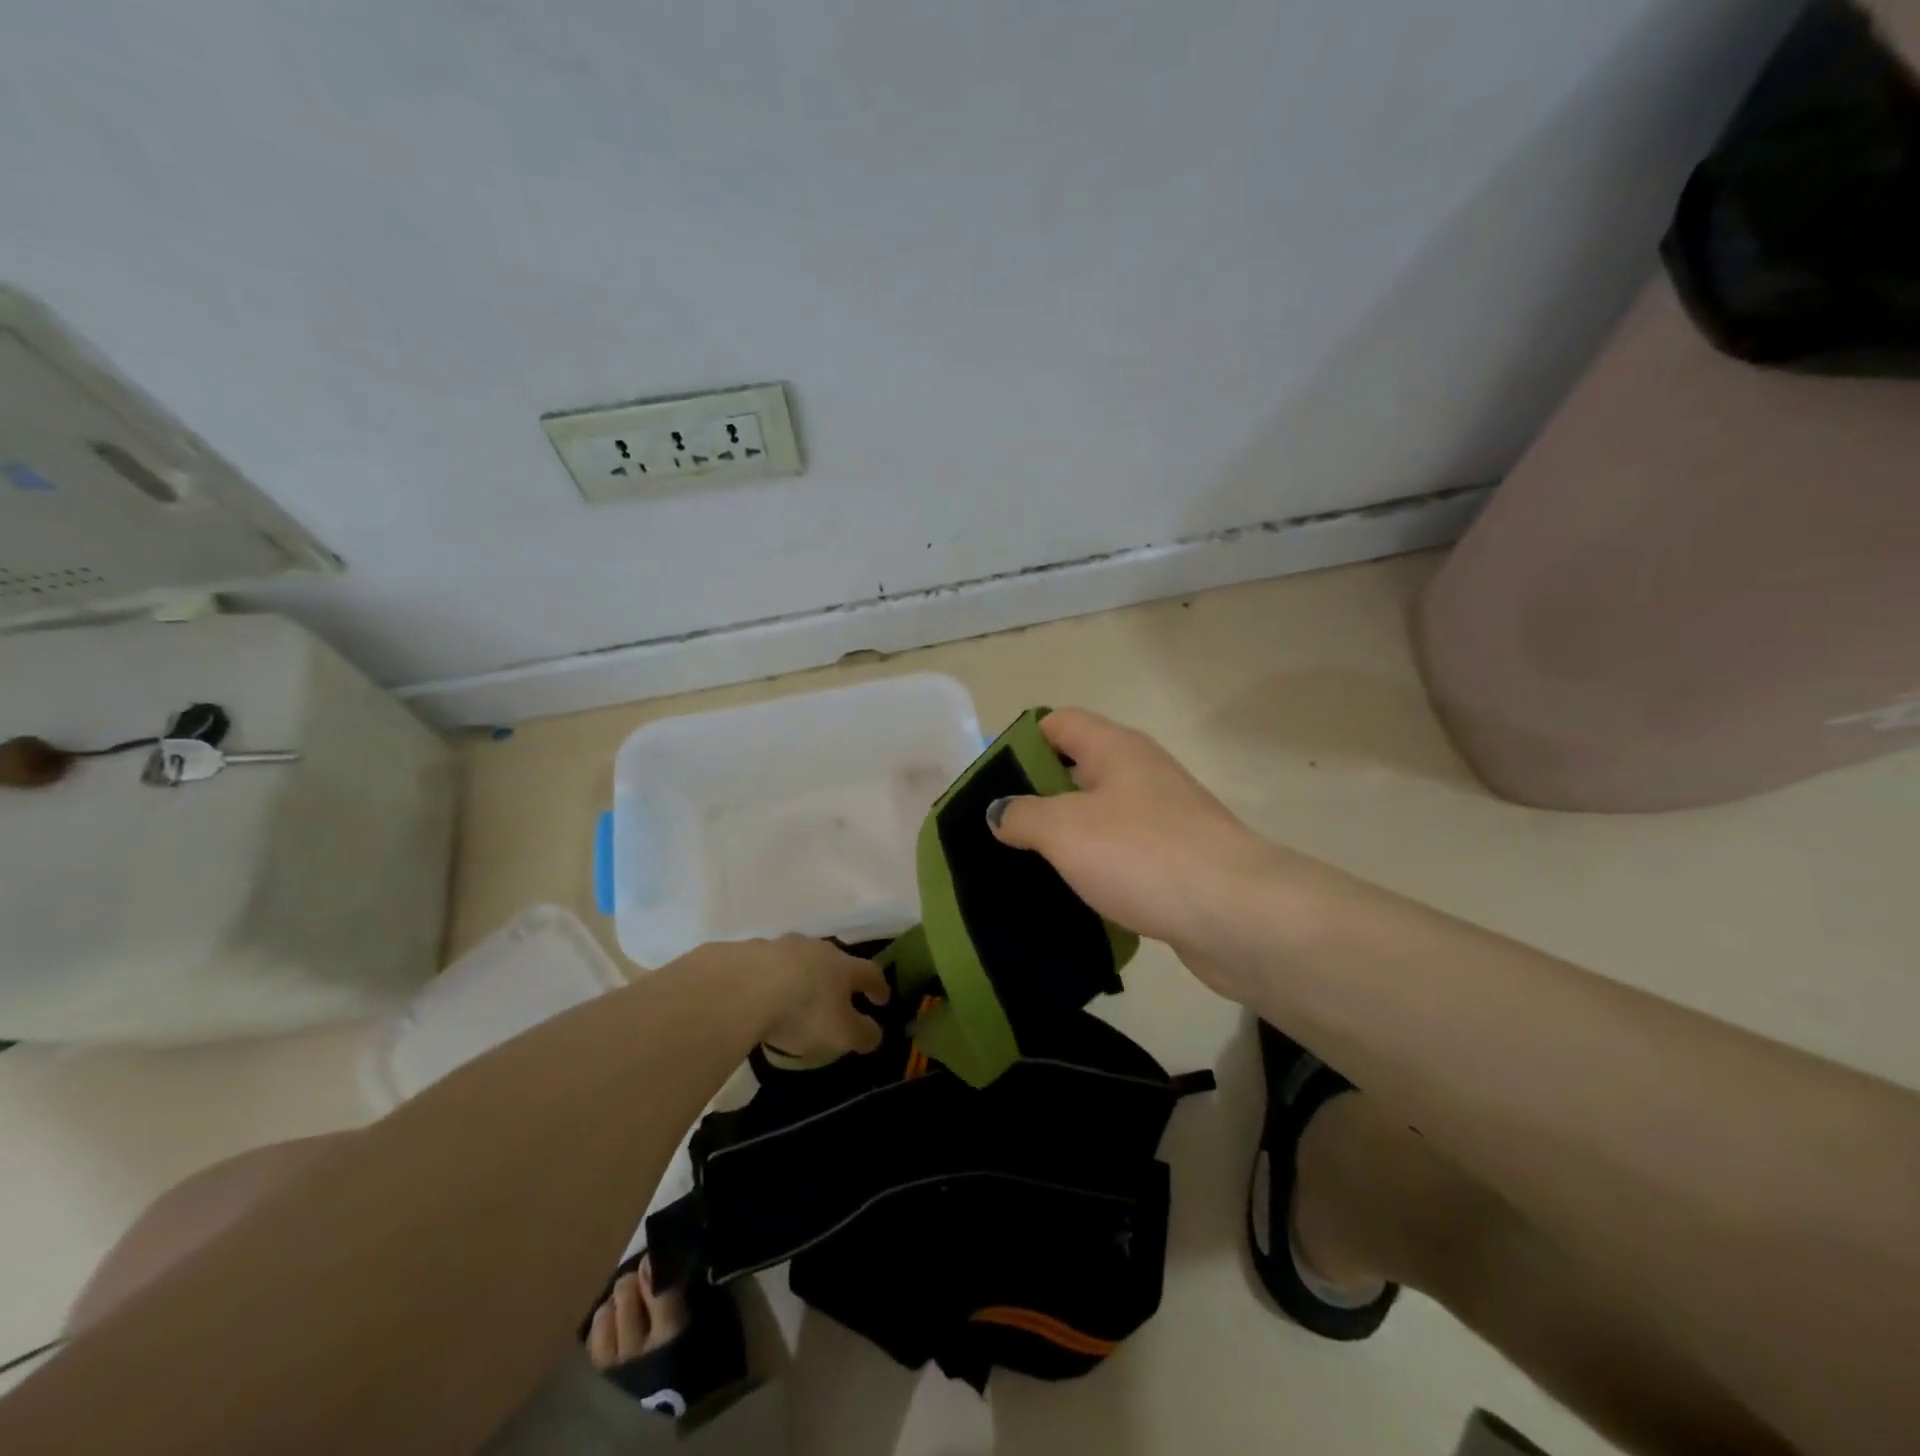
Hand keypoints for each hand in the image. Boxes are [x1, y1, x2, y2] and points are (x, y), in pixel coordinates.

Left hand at [752, 936, 890, 1058]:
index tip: (882, 1000)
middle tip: (835, 998)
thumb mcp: (840, 1034)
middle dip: (837, 978)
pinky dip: (769, 977)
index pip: (870, 972)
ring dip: (801, 974)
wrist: (741, 988)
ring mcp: (780, 946)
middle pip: (833, 960)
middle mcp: (815, 949)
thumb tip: (875, 1034)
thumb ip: (862, 1034)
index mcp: (843, 966)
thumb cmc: (802, 1011)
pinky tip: (760, 994)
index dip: (878, 986)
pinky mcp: (748, 951)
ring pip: (798, 958)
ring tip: (794, 996)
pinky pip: (766, 964)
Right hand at [987, 709, 1281, 984]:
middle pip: (1076, 770)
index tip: (987, 782)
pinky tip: (1069, 895)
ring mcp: (1163, 819)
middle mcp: (1141, 774)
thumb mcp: (1065, 829)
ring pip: (1098, 817)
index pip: (1058, 723)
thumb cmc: (1142, 854)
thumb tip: (998, 811)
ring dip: (1064, 838)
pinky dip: (1094, 869)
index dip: (1020, 742)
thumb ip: (1022, 815)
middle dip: (1035, 796)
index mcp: (1116, 749)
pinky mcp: (1175, 862)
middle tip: (995, 830)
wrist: (1237, 914)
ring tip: (1021, 866)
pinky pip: (1121, 855)